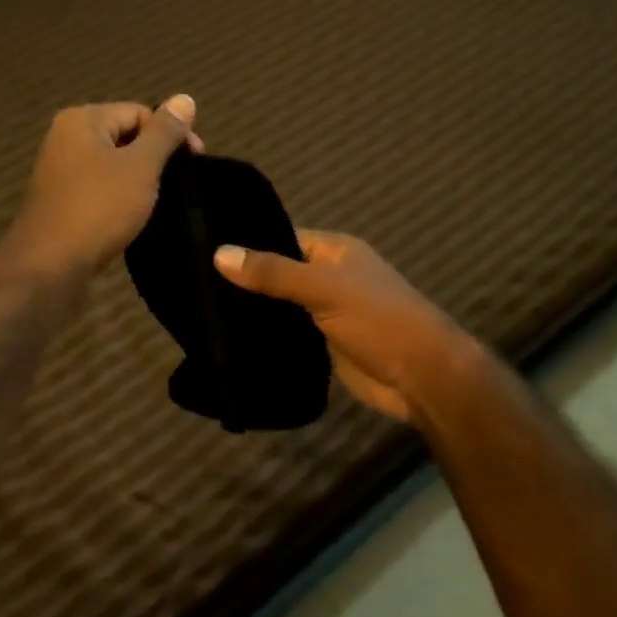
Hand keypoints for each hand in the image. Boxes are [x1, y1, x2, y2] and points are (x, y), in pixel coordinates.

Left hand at [6, 96, 200, 279]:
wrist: (49, 264)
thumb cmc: (98, 208)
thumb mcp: (140, 167)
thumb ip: (164, 133)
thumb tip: (185, 98)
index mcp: (82, 119)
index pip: (139, 112)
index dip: (171, 134)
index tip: (195, 163)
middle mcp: (66, 137)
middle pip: (125, 135)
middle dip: (155, 157)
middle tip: (179, 184)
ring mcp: (60, 170)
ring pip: (113, 164)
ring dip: (139, 179)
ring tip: (161, 200)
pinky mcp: (61, 199)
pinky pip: (100, 187)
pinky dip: (120, 196)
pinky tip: (135, 215)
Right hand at [214, 231, 476, 423]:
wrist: (424, 378)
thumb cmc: (380, 320)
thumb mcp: (324, 289)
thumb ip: (273, 272)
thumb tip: (219, 253)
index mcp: (334, 251)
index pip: (281, 237)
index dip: (247, 243)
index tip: (202, 249)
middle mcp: (329, 276)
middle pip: (278, 272)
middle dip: (244, 279)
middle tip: (193, 284)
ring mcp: (326, 311)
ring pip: (280, 304)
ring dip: (253, 310)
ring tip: (200, 309)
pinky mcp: (323, 344)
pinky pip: (287, 332)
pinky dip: (266, 335)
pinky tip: (229, 339)